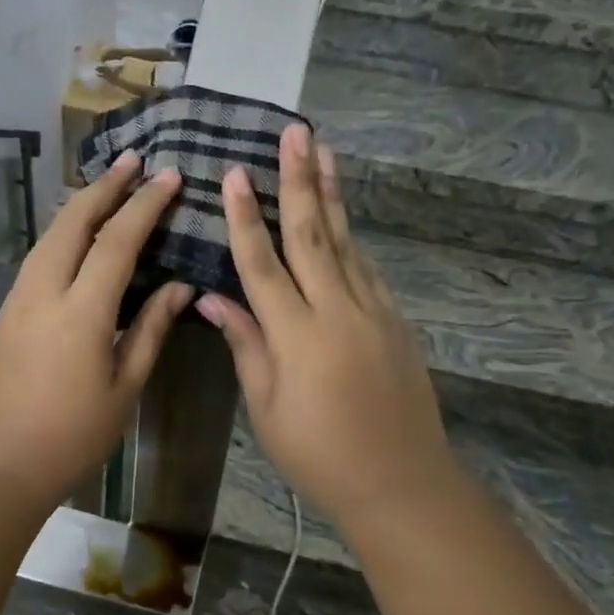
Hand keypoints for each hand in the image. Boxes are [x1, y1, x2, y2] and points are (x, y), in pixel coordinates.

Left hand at [0, 151, 192, 513]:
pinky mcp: (3, 313)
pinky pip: (38, 257)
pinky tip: (76, 237)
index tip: (169, 176)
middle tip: (133, 160)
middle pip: (73, 221)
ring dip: (80, 205)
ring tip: (107, 187)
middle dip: (105, 186)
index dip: (145, 204)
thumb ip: (150, 330)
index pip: (118, 240)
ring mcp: (16, 299)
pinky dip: (62, 233)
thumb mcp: (123, 389)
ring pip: (49, 235)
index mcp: (81, 311)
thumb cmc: (68, 438)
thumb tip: (180, 287)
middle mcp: (44, 291)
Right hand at [196, 124, 465, 528]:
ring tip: (324, 152)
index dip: (244, 219)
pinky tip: (343, 216)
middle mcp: (337, 310)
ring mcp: (373, 311)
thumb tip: (213, 299)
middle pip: (312, 235)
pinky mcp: (396, 320)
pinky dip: (352, 237)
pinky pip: (368, 268)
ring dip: (331, 195)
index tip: (232, 174)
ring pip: (346, 241)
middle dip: (299, 180)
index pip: (263, 265)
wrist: (401, 481)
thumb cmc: (319, 454)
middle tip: (295, 133)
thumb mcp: (268, 408)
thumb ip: (246, 345)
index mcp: (298, 335)